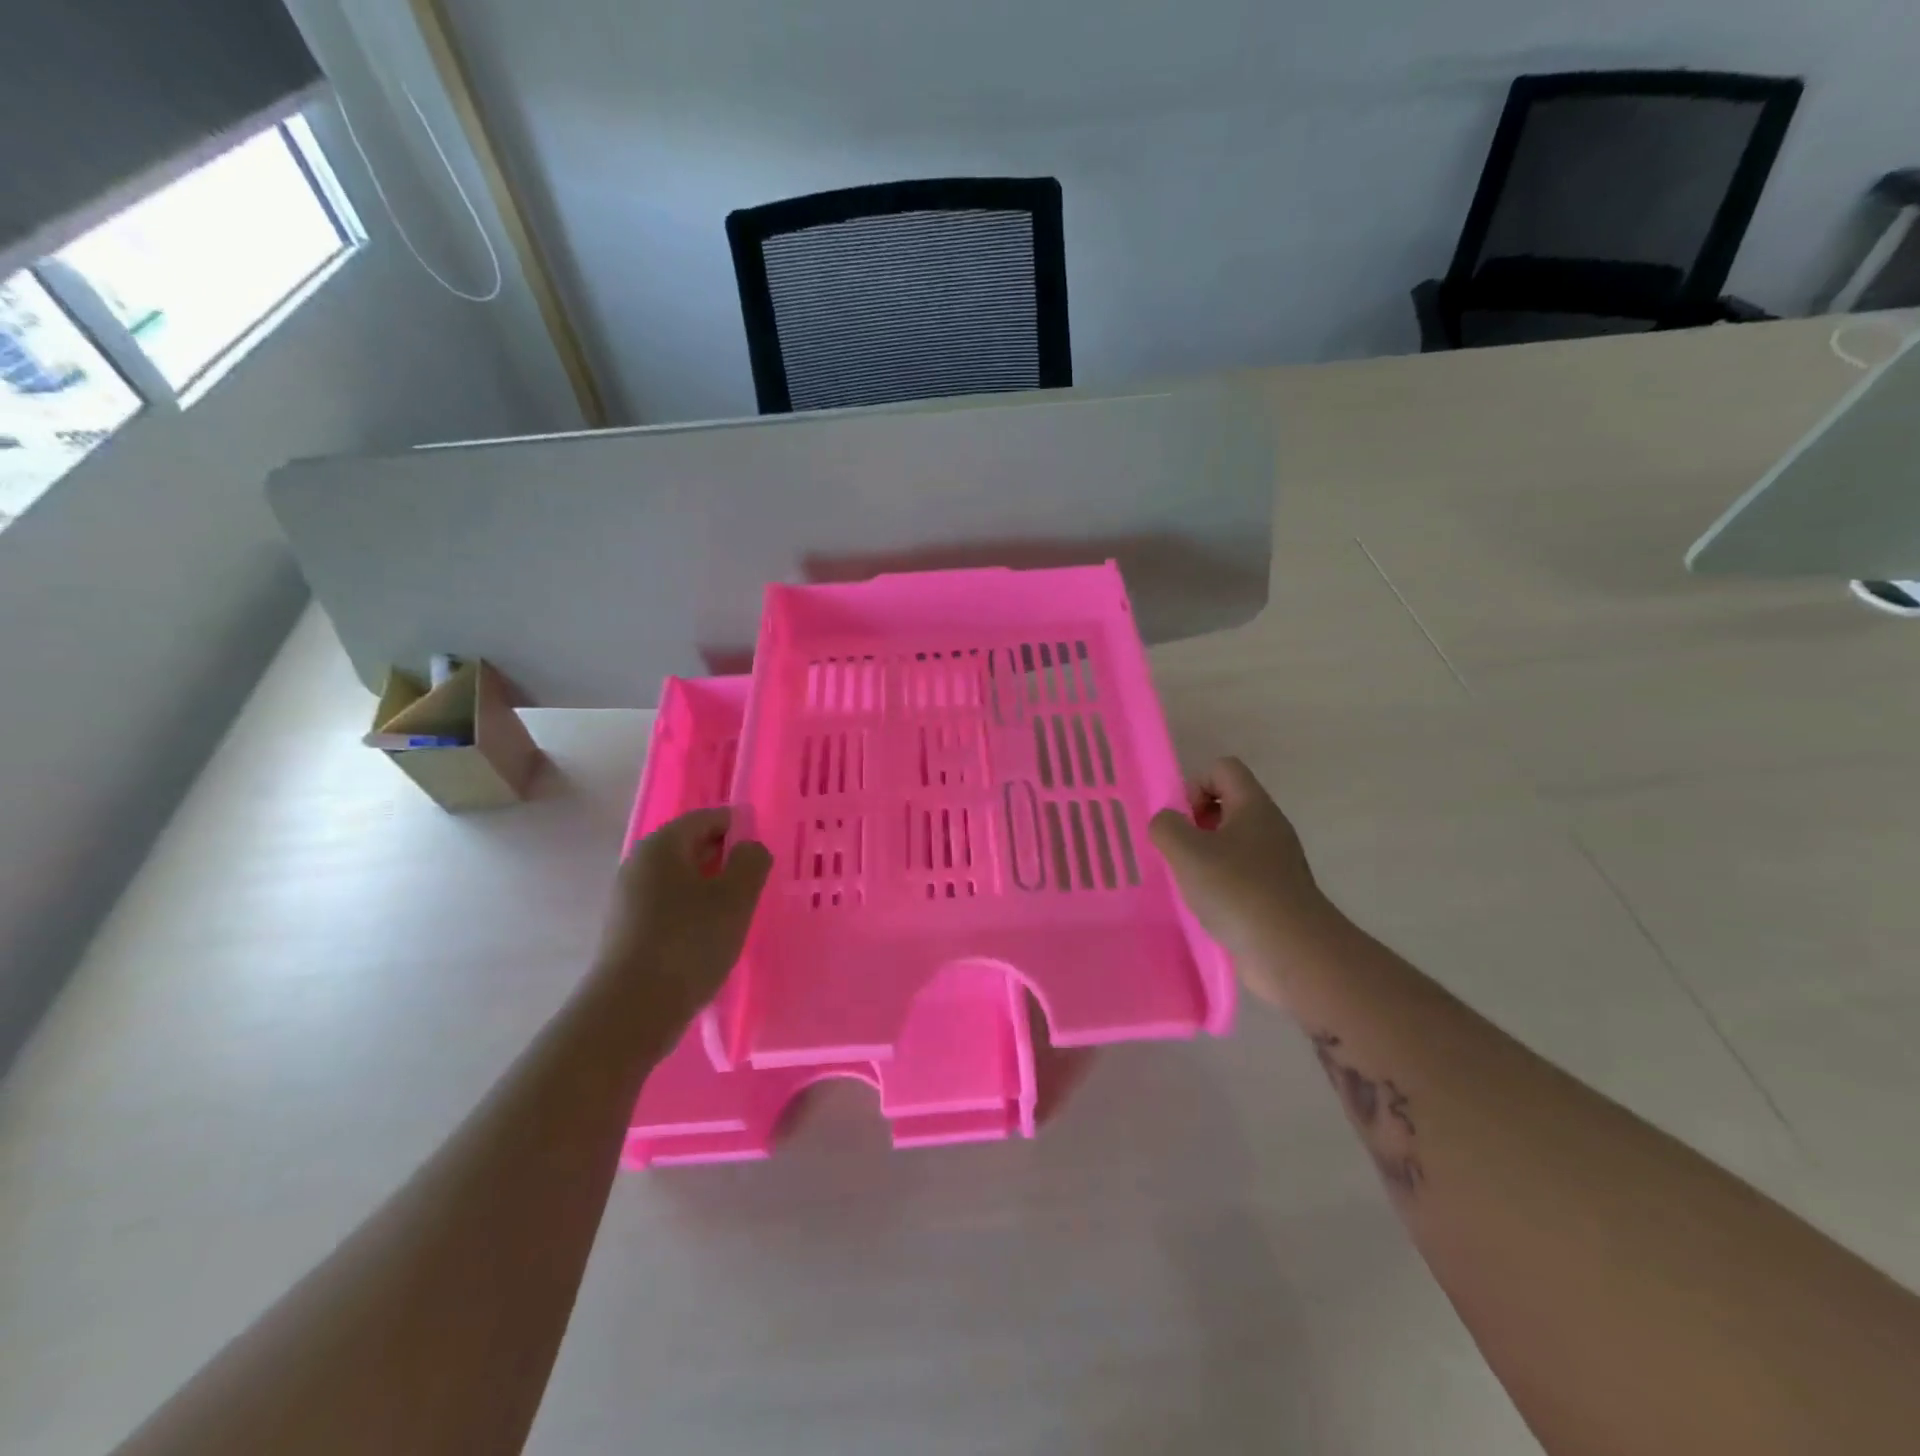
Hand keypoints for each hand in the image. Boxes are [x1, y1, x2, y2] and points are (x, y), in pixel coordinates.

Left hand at [595, 808, 772, 1034]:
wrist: (631, 1010)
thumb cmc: (689, 943)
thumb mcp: (736, 897)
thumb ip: (751, 861)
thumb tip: (748, 847)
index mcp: (663, 845)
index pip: (708, 818)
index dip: (741, 828)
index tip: (764, 855)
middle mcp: (639, 863)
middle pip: (692, 846)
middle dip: (726, 860)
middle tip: (755, 885)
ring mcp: (628, 898)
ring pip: (681, 879)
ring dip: (711, 889)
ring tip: (737, 914)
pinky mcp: (627, 930)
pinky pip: (668, 906)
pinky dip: (692, 912)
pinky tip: (709, 938)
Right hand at [1149, 757, 1333, 1006]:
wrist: (1292, 952)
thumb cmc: (1237, 890)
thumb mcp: (1187, 851)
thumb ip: (1166, 826)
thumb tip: (1167, 823)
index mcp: (1253, 806)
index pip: (1223, 768)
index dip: (1195, 786)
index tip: (1183, 822)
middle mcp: (1269, 827)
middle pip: (1226, 804)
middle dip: (1195, 824)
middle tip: (1181, 853)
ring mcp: (1276, 862)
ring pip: (1231, 842)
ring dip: (1204, 857)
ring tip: (1190, 883)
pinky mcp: (1275, 894)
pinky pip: (1240, 874)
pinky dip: (1220, 884)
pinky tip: (1208, 907)